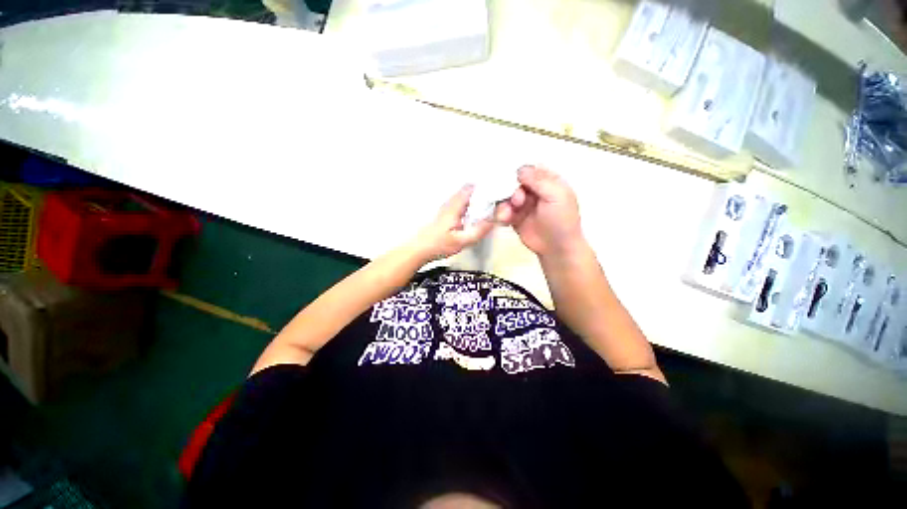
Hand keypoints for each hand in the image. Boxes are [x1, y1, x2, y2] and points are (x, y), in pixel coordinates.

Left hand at [410, 184, 494, 262]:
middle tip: (497, 201)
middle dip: (484, 193)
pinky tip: (476, 214)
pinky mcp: (446, 213)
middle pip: (469, 190)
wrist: (419, 249)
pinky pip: (462, 203)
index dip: (485, 187)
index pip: (471, 188)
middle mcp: (450, 202)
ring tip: (490, 206)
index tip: (498, 192)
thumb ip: (479, 230)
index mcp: (455, 206)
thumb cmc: (439, 245)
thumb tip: (495, 218)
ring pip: (465, 196)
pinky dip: (471, 204)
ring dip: (477, 199)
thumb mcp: (462, 241)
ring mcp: (447, 207)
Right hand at [496, 166, 584, 258]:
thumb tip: (519, 169)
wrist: (556, 248)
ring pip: (505, 196)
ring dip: (504, 205)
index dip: (518, 171)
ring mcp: (522, 204)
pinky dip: (501, 215)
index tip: (510, 178)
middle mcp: (533, 190)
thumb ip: (539, 180)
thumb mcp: (556, 196)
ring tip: (507, 216)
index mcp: (547, 181)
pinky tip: (504, 221)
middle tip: (517, 202)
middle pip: (513, 182)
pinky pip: (502, 210)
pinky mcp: (514, 217)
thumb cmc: (561, 220)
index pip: (529, 169)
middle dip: (511, 191)